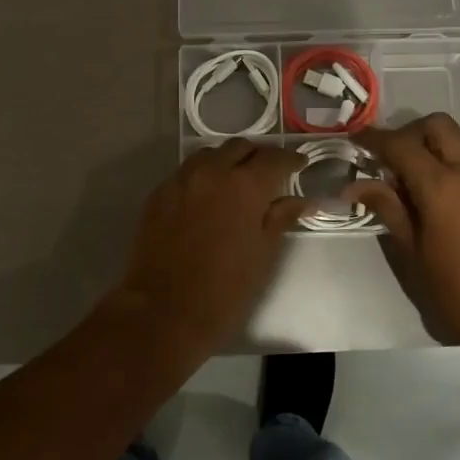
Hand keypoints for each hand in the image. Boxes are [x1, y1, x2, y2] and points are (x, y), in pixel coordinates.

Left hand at [115, 140, 308, 349]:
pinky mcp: (157, 195)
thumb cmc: (225, 289)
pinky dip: (203, 176)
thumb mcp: (263, 254)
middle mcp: (211, 172)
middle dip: (258, 157)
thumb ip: (281, 218)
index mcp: (244, 186)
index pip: (274, 158)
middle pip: (240, 148)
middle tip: (269, 175)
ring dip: (227, 161)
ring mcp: (180, 181)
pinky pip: (186, 173)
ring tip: (237, 182)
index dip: (291, 159)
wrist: (163, 312)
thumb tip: (301, 200)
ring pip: (209, 155)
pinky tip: (207, 198)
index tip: (300, 164)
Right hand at [348, 114, 459, 346]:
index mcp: (442, 186)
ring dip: (429, 147)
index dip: (375, 139)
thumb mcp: (411, 250)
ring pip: (456, 142)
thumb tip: (355, 185)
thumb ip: (387, 207)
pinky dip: (446, 164)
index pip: (402, 145)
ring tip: (406, 179)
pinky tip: (430, 195)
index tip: (355, 139)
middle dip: (408, 132)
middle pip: (437, 126)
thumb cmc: (452, 288)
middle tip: (387, 157)